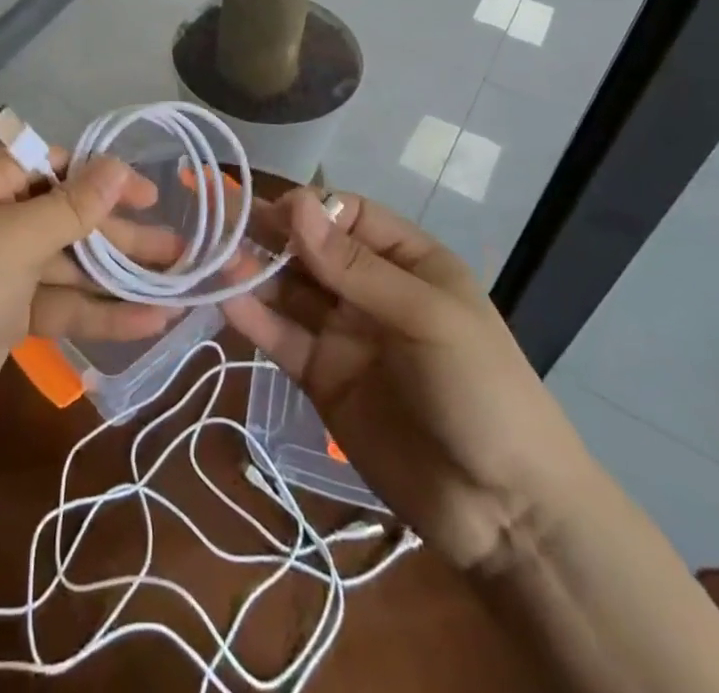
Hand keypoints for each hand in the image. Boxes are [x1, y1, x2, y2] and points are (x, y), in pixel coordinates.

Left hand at [0, 146, 180, 454]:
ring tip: (181, 284)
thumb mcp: (16, 239)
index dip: (107, 178)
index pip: (57, 165)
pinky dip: (100, 311)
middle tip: (180, 250)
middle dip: (123, 235)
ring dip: (121, 276)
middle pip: (71, 216)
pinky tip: (149, 322)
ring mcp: (3, 266)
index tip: (153, 195)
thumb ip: (74, 206)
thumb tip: (119, 164)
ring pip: (72, 262)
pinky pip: (61, 301)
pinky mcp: (9, 312)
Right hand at [223, 190, 599, 570]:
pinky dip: (255, 320)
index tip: (274, 211)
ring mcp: (344, 334)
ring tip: (212, 258)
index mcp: (407, 262)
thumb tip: (296, 204)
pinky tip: (226, 301)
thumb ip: (354, 266)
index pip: (348, 215)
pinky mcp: (322, 377)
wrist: (505, 514)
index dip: (310, 208)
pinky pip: (283, 338)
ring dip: (254, 272)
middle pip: (310, 249)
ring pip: (290, 291)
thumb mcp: (426, 316)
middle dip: (270, 233)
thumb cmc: (481, 391)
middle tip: (218, 220)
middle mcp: (370, 290)